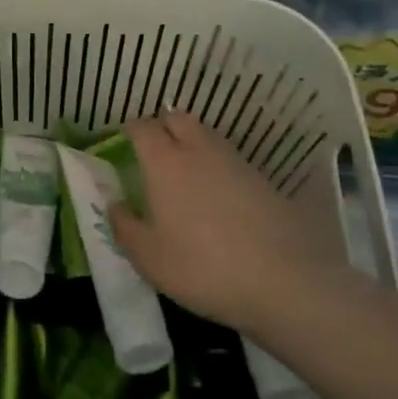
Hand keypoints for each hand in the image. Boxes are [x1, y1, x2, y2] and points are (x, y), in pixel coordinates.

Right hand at [109, 111, 349, 331]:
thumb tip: (115, 204)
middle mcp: (198, 150)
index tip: (124, 142)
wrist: (283, 280)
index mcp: (164, 162)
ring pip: (206, 136)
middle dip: (163, 127)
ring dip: (191, 144)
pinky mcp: (262, 179)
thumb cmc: (201, 266)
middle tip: (154, 152)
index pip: (142, 127)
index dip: (131, 130)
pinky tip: (216, 196)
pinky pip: (229, 159)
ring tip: (184, 174)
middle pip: (177, 118)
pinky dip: (217, 166)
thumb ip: (124, 226)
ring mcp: (234, 162)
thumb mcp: (148, 257)